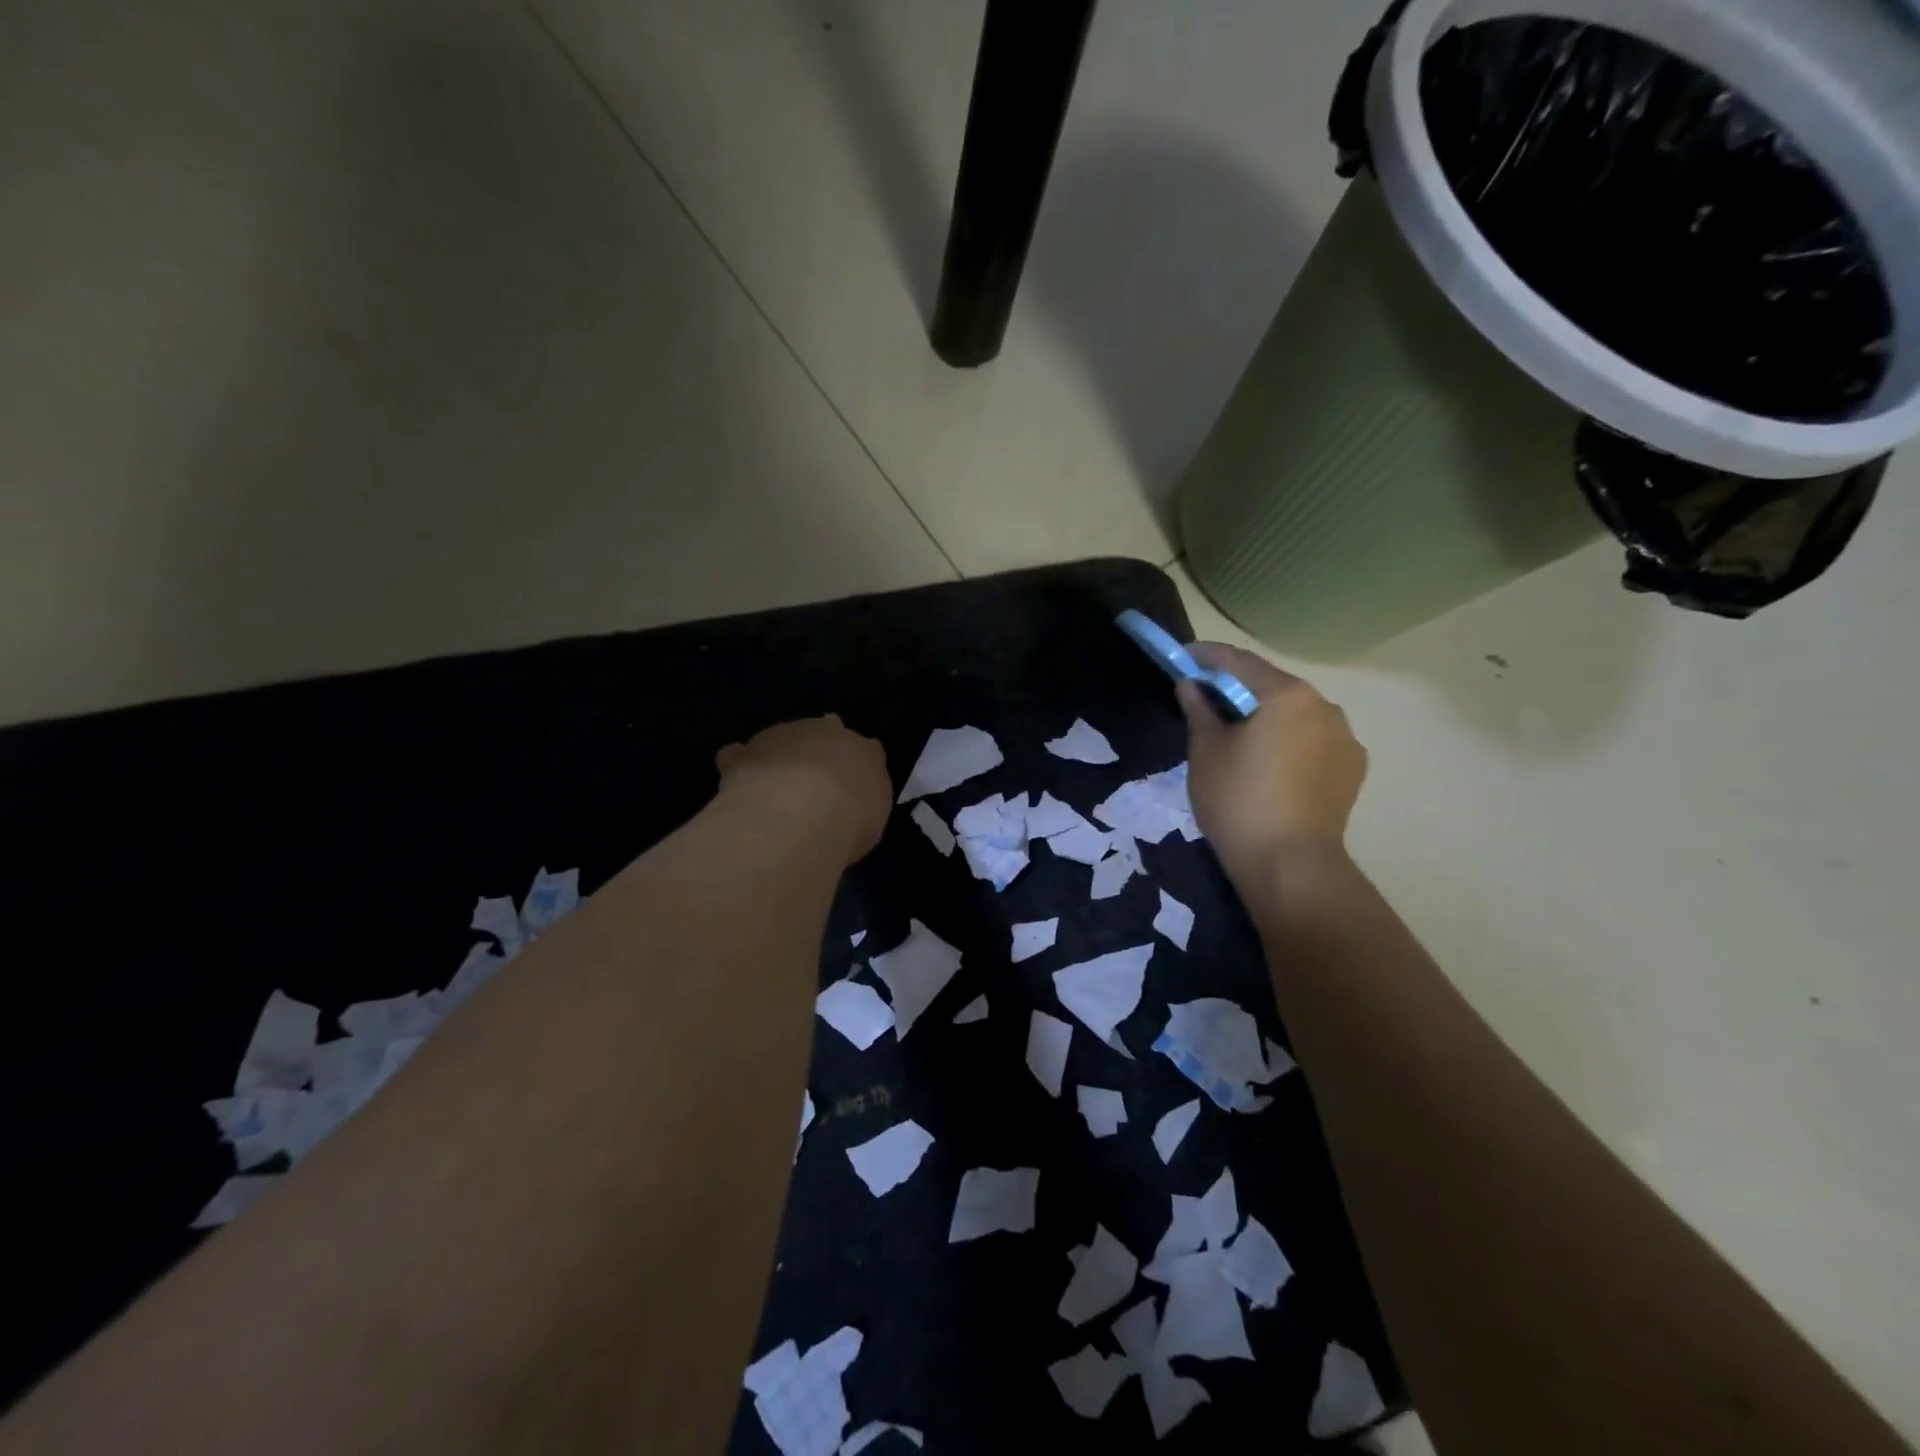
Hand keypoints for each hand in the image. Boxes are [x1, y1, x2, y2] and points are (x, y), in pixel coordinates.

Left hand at [715, 716, 890, 864]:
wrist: (801, 812)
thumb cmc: (850, 821)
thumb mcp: (871, 821)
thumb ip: (863, 805)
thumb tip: (853, 805)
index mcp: (864, 751)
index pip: (866, 749)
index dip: (855, 765)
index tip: (850, 785)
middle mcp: (825, 732)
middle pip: (823, 731)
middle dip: (817, 750)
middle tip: (812, 782)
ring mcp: (782, 736)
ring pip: (781, 738)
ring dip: (779, 757)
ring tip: (774, 789)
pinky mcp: (746, 752)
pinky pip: (739, 755)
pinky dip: (739, 765)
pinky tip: (739, 784)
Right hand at [1177, 643, 1367, 875]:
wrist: (1290, 863)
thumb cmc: (1238, 800)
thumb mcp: (1206, 751)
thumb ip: (1199, 710)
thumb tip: (1191, 686)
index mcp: (1287, 695)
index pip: (1239, 662)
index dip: (1207, 656)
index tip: (1184, 657)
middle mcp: (1324, 706)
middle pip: (1272, 685)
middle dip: (1238, 686)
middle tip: (1206, 696)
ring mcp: (1345, 737)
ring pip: (1296, 713)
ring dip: (1267, 713)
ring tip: (1240, 733)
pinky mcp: (1352, 768)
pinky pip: (1314, 740)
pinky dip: (1289, 739)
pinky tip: (1271, 760)